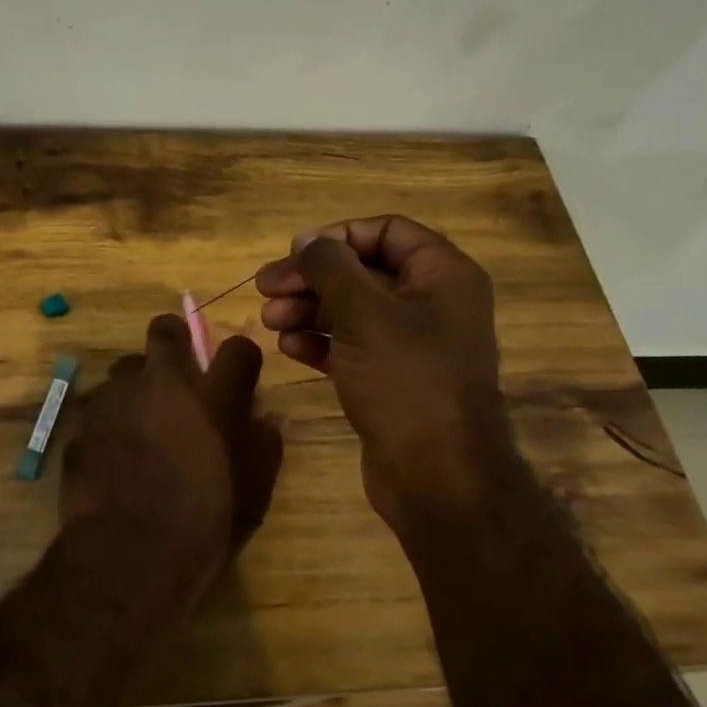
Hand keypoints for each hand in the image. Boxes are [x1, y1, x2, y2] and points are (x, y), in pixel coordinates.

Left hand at [60, 315, 283, 608]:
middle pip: (165, 330)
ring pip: (126, 368)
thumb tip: (260, 421)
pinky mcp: (82, 420)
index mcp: (212, 397)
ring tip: (140, 423)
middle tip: (177, 374)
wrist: (128, 555)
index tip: (237, 377)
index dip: (240, 360)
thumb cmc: (203, 527)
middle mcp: (161, 383)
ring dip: (137, 386)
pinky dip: (109, 419)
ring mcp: (115, 397)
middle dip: (173, 341)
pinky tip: (112, 452)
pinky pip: (99, 405)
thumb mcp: (253, 494)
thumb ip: (262, 446)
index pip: (238, 349)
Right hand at [256, 215, 518, 527]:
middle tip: (265, 289)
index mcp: (442, 275)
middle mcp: (431, 304)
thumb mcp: (364, 313)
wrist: (437, 475)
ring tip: (270, 322)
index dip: (337, 238)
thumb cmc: (406, 380)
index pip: (386, 231)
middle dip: (312, 279)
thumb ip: (330, 267)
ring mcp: (411, 344)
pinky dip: (320, 342)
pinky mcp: (391, 379)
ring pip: (352, 310)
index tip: (294, 255)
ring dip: (308, 310)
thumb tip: (307, 238)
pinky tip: (289, 349)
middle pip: (362, 271)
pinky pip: (351, 346)